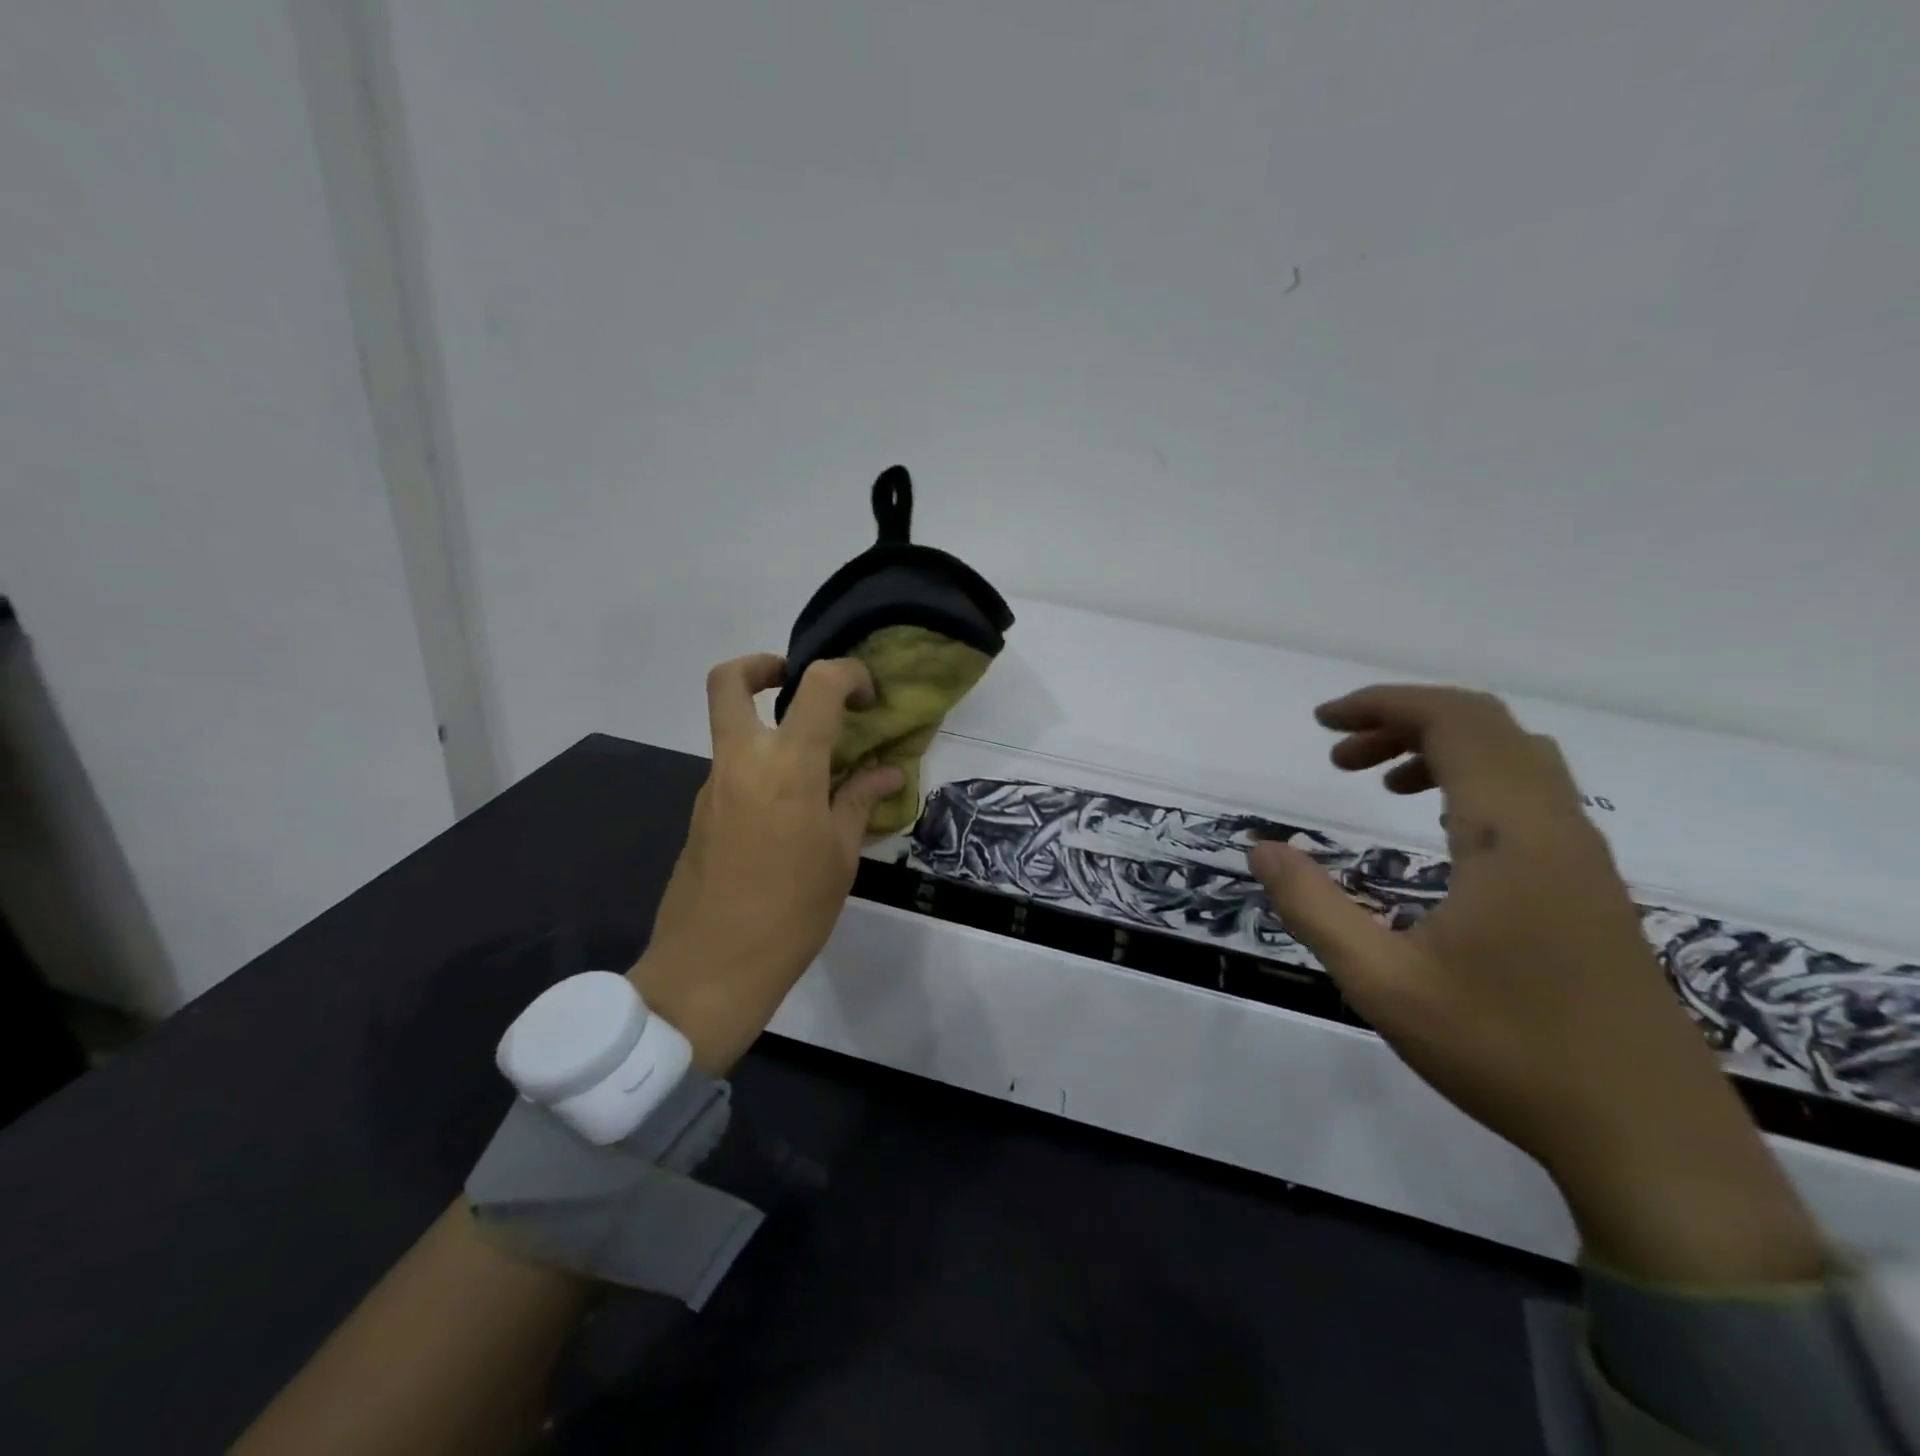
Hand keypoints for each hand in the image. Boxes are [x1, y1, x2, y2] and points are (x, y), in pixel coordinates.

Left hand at [629, 654, 903, 1073]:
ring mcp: (713, 786)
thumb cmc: (792, 913)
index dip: (848, 674)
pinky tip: (791, 815)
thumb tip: (887, 770)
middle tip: (795, 684)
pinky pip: (733, 770)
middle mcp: (741, 761)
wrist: (711, 968)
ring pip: (732, 729)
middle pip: (728, 681)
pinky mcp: (700, 812)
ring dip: (769, 731)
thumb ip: (860, 801)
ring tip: (817, 773)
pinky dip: (762, 771)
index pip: (817, 686)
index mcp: (787, 767)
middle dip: (762, 666)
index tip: (867, 698)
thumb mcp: (840, 857)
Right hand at [1249, 685, 1821, 1282]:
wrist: (1648, 1140)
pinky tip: (1438, 830)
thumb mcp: (1383, 984)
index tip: (1321, 722)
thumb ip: (1313, 907)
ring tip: (1376, 784)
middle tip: (1338, 755)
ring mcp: (1584, 857)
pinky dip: (1473, 781)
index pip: (1455, 721)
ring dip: (1441, 748)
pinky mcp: (1592, 886)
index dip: (1383, 705)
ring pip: (1515, 757)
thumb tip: (1260, 848)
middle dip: (1403, 721)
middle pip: (1486, 726)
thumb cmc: (1507, 1053)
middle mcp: (1558, 828)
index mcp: (1512, 836)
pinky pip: (1532, 795)